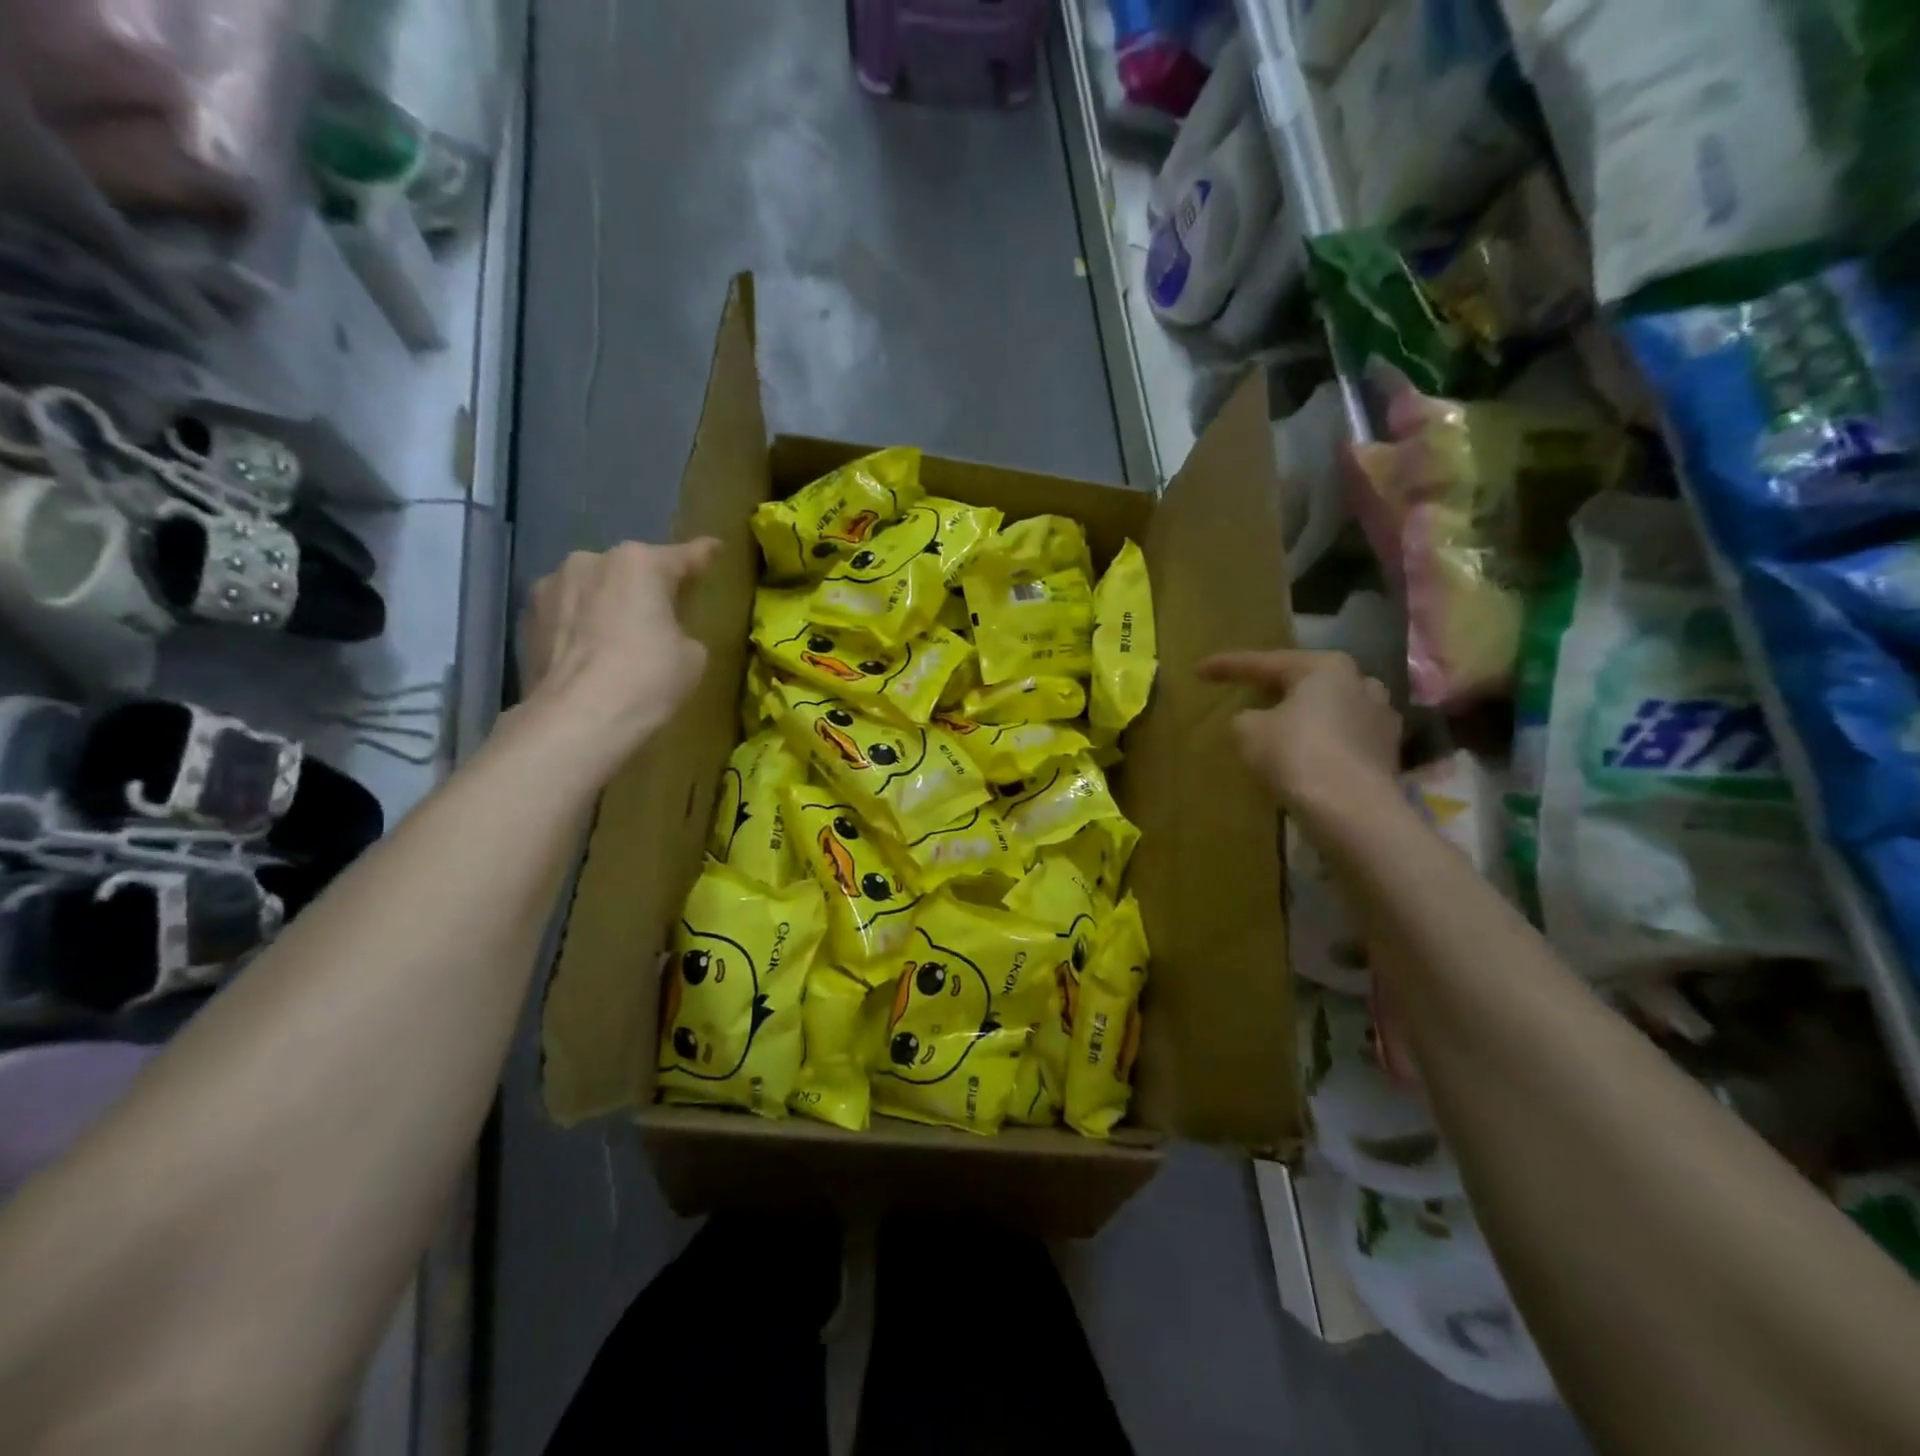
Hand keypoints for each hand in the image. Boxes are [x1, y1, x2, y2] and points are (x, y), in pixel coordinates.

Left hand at [519, 538, 721, 751]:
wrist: (576, 720)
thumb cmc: (647, 680)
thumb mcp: (692, 657)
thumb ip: (682, 631)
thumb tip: (664, 635)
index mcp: (639, 563)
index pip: (683, 556)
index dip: (703, 555)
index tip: (714, 549)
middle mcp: (591, 561)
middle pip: (630, 570)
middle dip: (646, 586)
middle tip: (663, 613)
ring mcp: (551, 586)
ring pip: (593, 589)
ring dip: (608, 604)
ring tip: (618, 638)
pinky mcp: (526, 617)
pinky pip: (567, 614)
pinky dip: (580, 627)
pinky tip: (589, 655)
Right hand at [1197, 649, 1400, 809]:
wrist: (1352, 810)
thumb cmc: (1296, 755)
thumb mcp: (1247, 731)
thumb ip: (1245, 718)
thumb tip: (1255, 721)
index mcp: (1326, 667)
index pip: (1265, 662)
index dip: (1228, 666)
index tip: (1199, 670)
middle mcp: (1361, 683)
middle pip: (1305, 682)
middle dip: (1276, 687)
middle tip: (1247, 692)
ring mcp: (1380, 719)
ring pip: (1330, 710)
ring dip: (1304, 715)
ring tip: (1280, 725)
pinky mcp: (1387, 753)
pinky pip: (1342, 739)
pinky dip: (1321, 743)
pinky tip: (1305, 755)